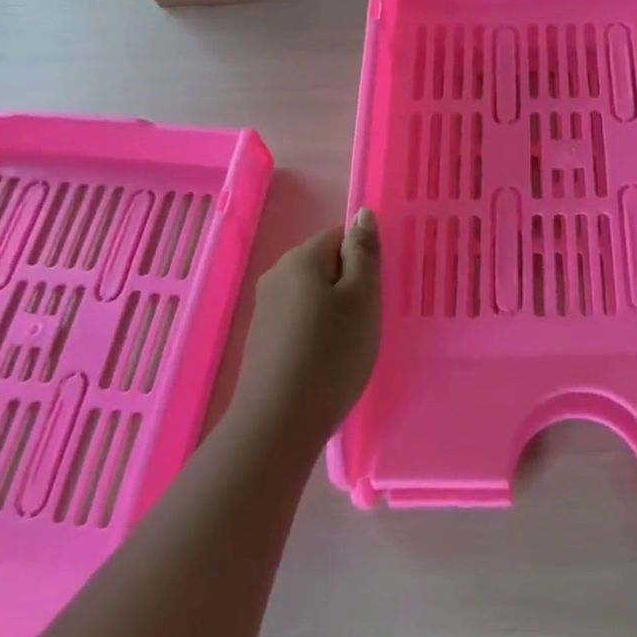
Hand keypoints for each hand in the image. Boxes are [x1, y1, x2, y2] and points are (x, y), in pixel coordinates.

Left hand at [230, 209, 381, 445]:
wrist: (278, 423)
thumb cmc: (331, 353)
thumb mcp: (362, 298)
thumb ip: (364, 252)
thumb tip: (363, 213)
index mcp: (301, 258)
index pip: (340, 236)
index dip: (364, 261)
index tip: (375, 294)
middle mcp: (277, 274)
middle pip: (325, 264)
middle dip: (350, 286)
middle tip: (367, 321)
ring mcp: (265, 308)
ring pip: (312, 294)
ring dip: (334, 311)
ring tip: (348, 346)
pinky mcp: (261, 339)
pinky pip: (299, 320)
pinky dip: (317, 333)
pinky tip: (325, 362)